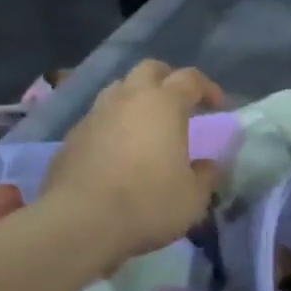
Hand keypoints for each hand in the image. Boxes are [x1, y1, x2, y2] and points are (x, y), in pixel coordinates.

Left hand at [41, 60, 224, 264]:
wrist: (80, 221)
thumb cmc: (147, 203)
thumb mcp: (193, 197)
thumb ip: (206, 176)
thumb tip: (208, 166)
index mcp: (165, 104)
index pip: (191, 79)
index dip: (208, 88)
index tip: (218, 106)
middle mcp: (129, 98)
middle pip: (150, 69)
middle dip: (168, 79)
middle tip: (179, 102)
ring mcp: (96, 114)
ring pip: (119, 89)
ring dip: (136, 98)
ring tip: (145, 123)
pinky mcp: (72, 136)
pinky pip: (98, 118)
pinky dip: (113, 124)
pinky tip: (117, 150)